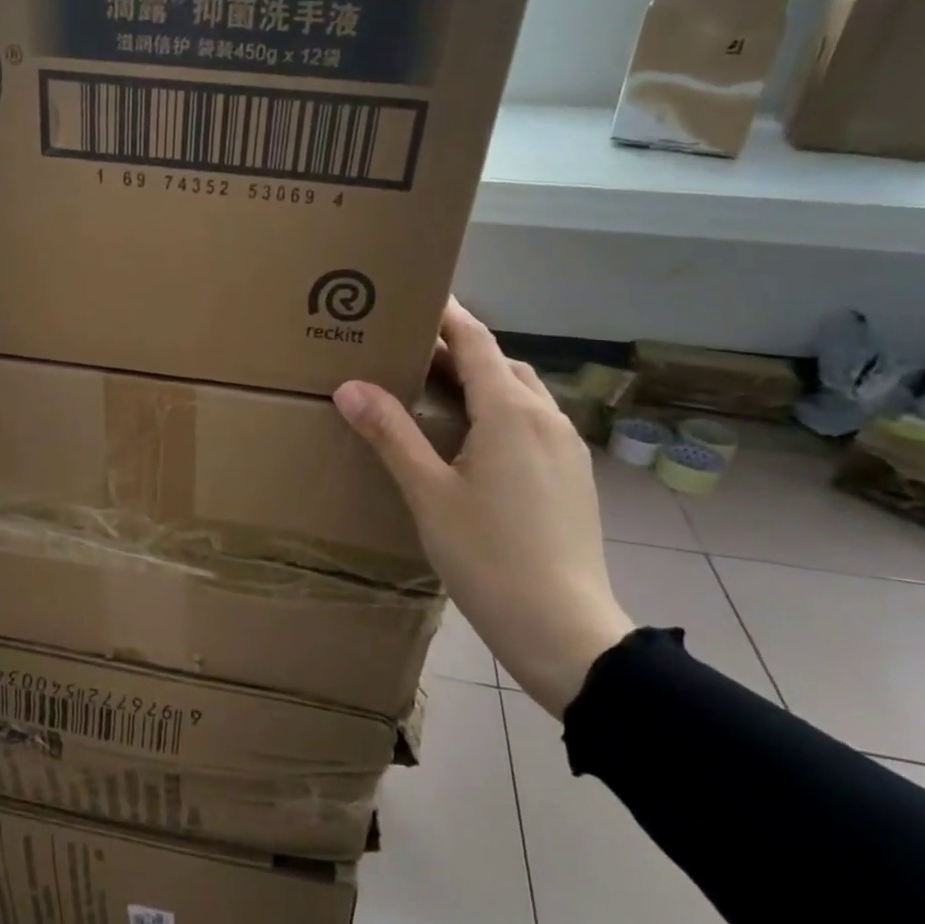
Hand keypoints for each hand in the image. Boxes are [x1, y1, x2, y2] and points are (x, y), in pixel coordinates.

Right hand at [333, 298, 631, 717]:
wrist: (563, 627)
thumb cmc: (487, 556)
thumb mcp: (427, 493)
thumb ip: (391, 434)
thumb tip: (350, 385)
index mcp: (510, 411)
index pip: (475, 341)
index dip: (446, 315)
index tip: (415, 295)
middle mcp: (546, 417)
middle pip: (500, 363)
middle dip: (458, 350)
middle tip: (409, 352)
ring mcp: (567, 447)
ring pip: (521, 393)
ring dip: (482, 381)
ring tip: (438, 394)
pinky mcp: (574, 476)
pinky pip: (534, 423)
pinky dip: (502, 412)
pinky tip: (475, 443)